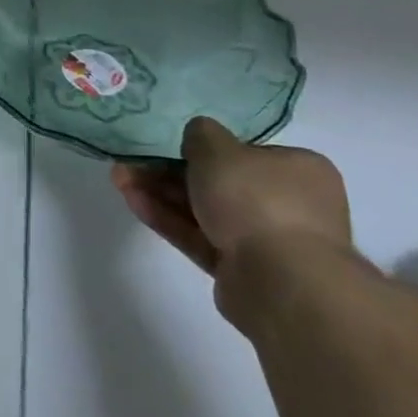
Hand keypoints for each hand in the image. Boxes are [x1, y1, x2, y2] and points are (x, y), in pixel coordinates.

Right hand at [113, 116, 350, 321]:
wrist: (281, 282)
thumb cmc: (257, 200)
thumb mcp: (219, 149)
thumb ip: (201, 135)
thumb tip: (198, 136)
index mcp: (298, 170)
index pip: (246, 153)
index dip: (204, 148)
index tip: (169, 146)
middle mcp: (288, 203)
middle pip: (218, 182)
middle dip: (169, 172)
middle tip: (131, 163)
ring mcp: (265, 239)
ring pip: (204, 210)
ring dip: (161, 194)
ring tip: (119, 179)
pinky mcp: (241, 268)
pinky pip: (199, 236)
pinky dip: (168, 219)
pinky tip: (132, 201)